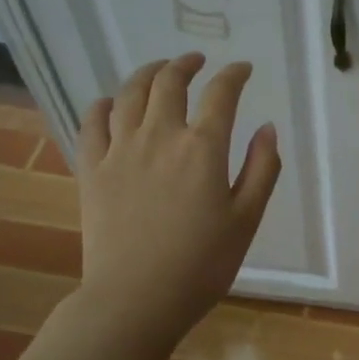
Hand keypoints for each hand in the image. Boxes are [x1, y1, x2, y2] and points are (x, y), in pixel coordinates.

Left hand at [73, 53, 280, 343]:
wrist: (136, 298)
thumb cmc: (202, 264)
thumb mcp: (246, 219)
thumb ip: (262, 169)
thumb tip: (267, 129)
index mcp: (203, 148)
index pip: (221, 94)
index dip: (233, 75)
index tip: (242, 69)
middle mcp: (160, 136)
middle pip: (169, 83)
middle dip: (185, 64)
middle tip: (196, 61)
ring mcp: (120, 150)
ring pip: (128, 94)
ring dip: (146, 74)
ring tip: (158, 70)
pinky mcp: (91, 169)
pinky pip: (92, 122)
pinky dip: (103, 104)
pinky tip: (110, 103)